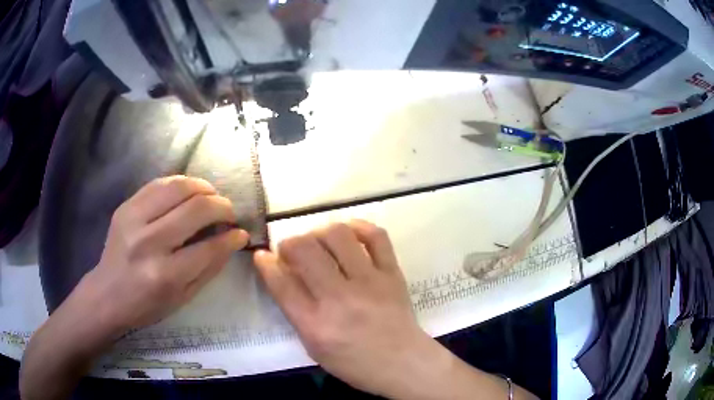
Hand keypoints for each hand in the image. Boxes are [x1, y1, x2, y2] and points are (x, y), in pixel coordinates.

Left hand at [81, 175, 248, 337]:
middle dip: (222, 206)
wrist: (107, 294)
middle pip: (196, 208)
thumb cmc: (147, 305)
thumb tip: (233, 239)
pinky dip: (180, 184)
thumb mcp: (183, 298)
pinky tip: (188, 192)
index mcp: (166, 275)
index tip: (240, 233)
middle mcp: (149, 242)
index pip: (209, 247)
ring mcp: (134, 219)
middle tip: (228, 213)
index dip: (232, 237)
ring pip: (178, 187)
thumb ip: (210, 267)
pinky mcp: (125, 206)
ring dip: (203, 188)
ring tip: (211, 197)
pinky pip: (159, 183)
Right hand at [254, 221, 538, 399]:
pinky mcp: (392, 273)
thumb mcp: (313, 346)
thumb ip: (294, 310)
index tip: (263, 255)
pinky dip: (358, 227)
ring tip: (319, 242)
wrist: (402, 363)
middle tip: (292, 251)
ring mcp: (370, 282)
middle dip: (289, 243)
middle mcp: (340, 299)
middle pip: (305, 250)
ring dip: (319, 232)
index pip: (281, 282)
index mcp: (316, 325)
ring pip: (337, 235)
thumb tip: (279, 273)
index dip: (266, 263)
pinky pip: (376, 236)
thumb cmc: (354, 362)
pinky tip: (348, 233)